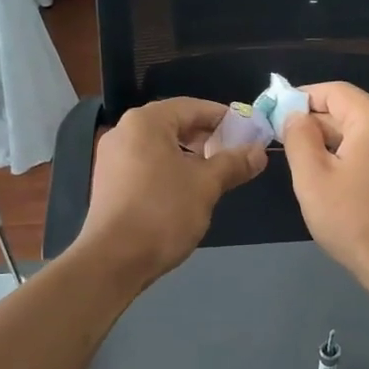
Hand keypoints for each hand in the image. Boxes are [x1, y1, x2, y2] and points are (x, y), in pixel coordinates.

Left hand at [75, 98, 266, 286]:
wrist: (113, 260)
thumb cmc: (163, 213)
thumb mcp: (206, 186)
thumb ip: (234, 164)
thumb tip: (259, 152)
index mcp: (146, 122)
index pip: (193, 107)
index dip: (224, 118)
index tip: (249, 132)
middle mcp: (124, 131)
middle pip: (174, 124)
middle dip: (207, 137)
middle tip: (235, 154)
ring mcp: (112, 158)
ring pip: (160, 146)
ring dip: (190, 156)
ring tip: (215, 174)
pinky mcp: (108, 183)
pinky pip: (146, 165)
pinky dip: (169, 169)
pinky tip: (187, 191)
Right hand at [280, 82, 368, 290]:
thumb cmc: (352, 219)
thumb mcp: (311, 176)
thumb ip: (298, 136)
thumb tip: (294, 115)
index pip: (333, 91)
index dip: (301, 97)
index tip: (275, 114)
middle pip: (348, 110)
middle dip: (314, 122)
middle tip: (283, 142)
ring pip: (360, 131)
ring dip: (330, 141)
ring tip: (303, 163)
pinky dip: (350, 154)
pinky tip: (332, 178)